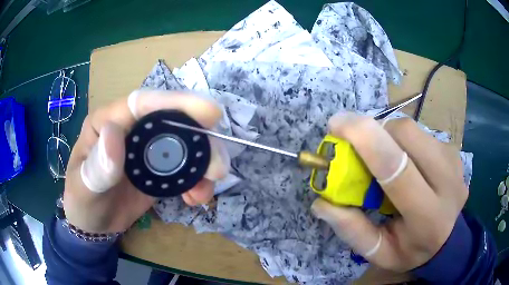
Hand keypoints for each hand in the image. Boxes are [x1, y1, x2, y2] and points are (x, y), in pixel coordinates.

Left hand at [63, 90, 228, 233]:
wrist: (93, 223)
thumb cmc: (81, 202)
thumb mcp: (83, 188)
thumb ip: (95, 167)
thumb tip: (115, 133)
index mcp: (108, 122)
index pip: (142, 102)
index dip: (175, 102)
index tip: (210, 112)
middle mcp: (131, 129)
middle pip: (172, 122)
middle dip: (200, 140)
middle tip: (219, 166)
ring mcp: (146, 149)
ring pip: (184, 145)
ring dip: (203, 163)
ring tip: (208, 187)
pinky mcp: (158, 169)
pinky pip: (184, 168)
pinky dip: (197, 181)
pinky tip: (196, 198)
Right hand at [311, 113, 467, 271]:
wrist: (448, 239)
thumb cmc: (411, 250)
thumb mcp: (379, 253)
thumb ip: (352, 230)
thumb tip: (322, 202)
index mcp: (427, 216)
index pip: (396, 168)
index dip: (365, 139)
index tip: (336, 124)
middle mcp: (447, 182)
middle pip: (406, 134)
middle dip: (376, 132)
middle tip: (360, 148)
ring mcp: (454, 161)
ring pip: (412, 129)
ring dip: (388, 136)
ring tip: (385, 159)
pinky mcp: (453, 150)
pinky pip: (421, 132)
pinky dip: (403, 140)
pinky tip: (405, 161)